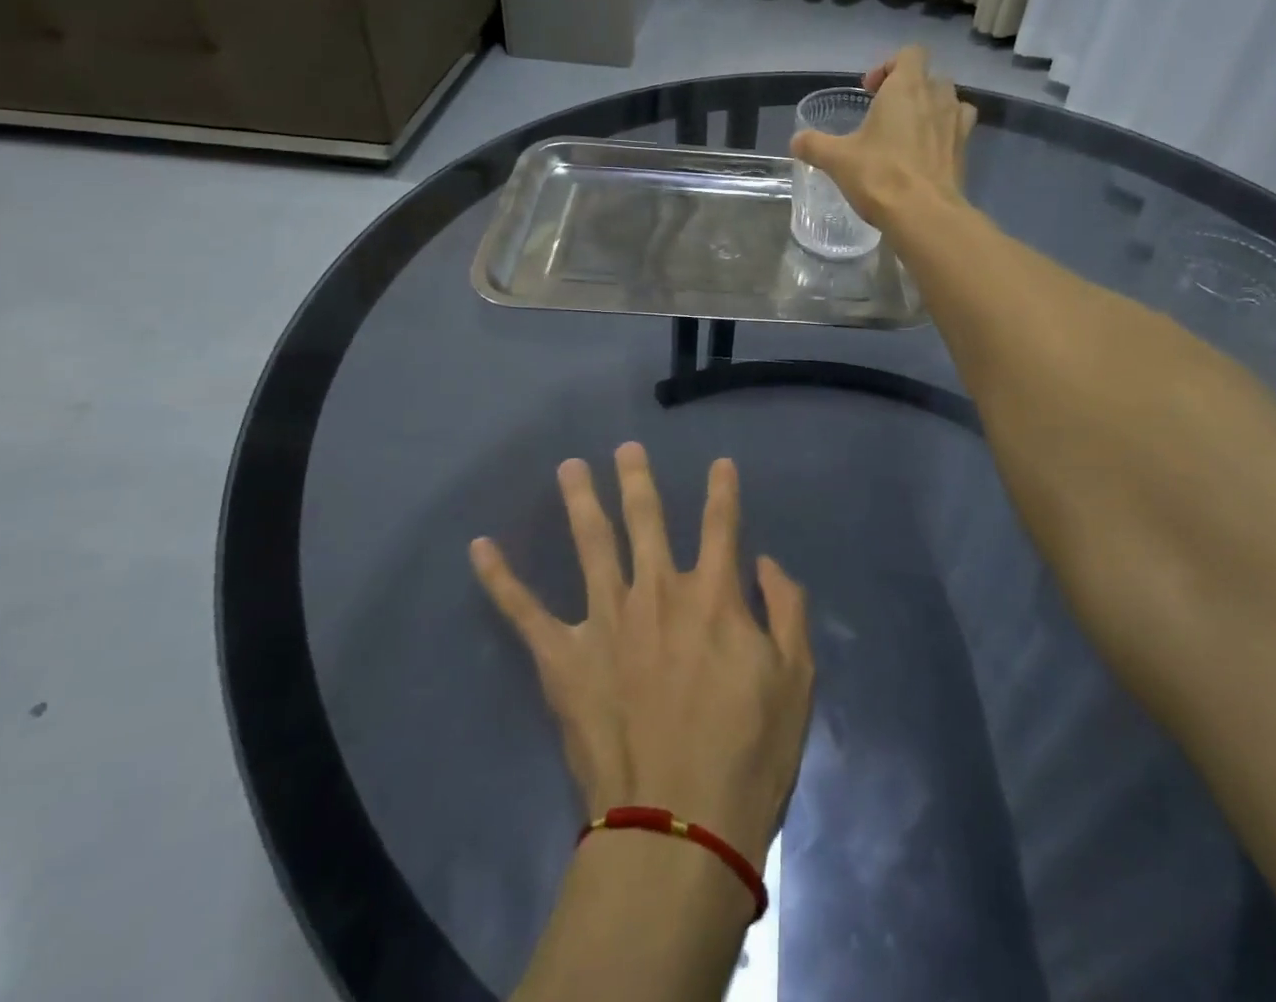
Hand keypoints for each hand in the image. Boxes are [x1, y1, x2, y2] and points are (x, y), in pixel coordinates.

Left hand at [469, 444, 813, 867]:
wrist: (679, 827)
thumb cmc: (748, 755)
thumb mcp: (796, 680)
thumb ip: (786, 610)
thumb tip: (764, 564)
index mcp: (713, 596)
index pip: (721, 525)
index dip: (722, 491)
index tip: (720, 464)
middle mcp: (657, 592)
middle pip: (646, 519)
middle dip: (637, 479)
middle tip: (626, 448)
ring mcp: (607, 621)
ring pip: (591, 544)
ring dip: (580, 500)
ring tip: (570, 467)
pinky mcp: (564, 658)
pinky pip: (525, 611)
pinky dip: (500, 578)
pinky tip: (479, 548)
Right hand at [790, 46, 976, 227]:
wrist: (924, 215)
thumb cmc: (879, 176)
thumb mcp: (836, 159)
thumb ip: (814, 145)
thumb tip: (797, 141)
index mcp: (906, 88)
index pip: (909, 54)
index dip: (889, 66)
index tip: (870, 91)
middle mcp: (937, 98)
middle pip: (930, 76)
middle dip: (910, 88)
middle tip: (887, 113)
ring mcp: (956, 124)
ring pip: (950, 100)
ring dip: (932, 108)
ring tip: (911, 131)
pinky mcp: (965, 151)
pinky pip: (959, 128)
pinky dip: (945, 133)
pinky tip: (927, 152)